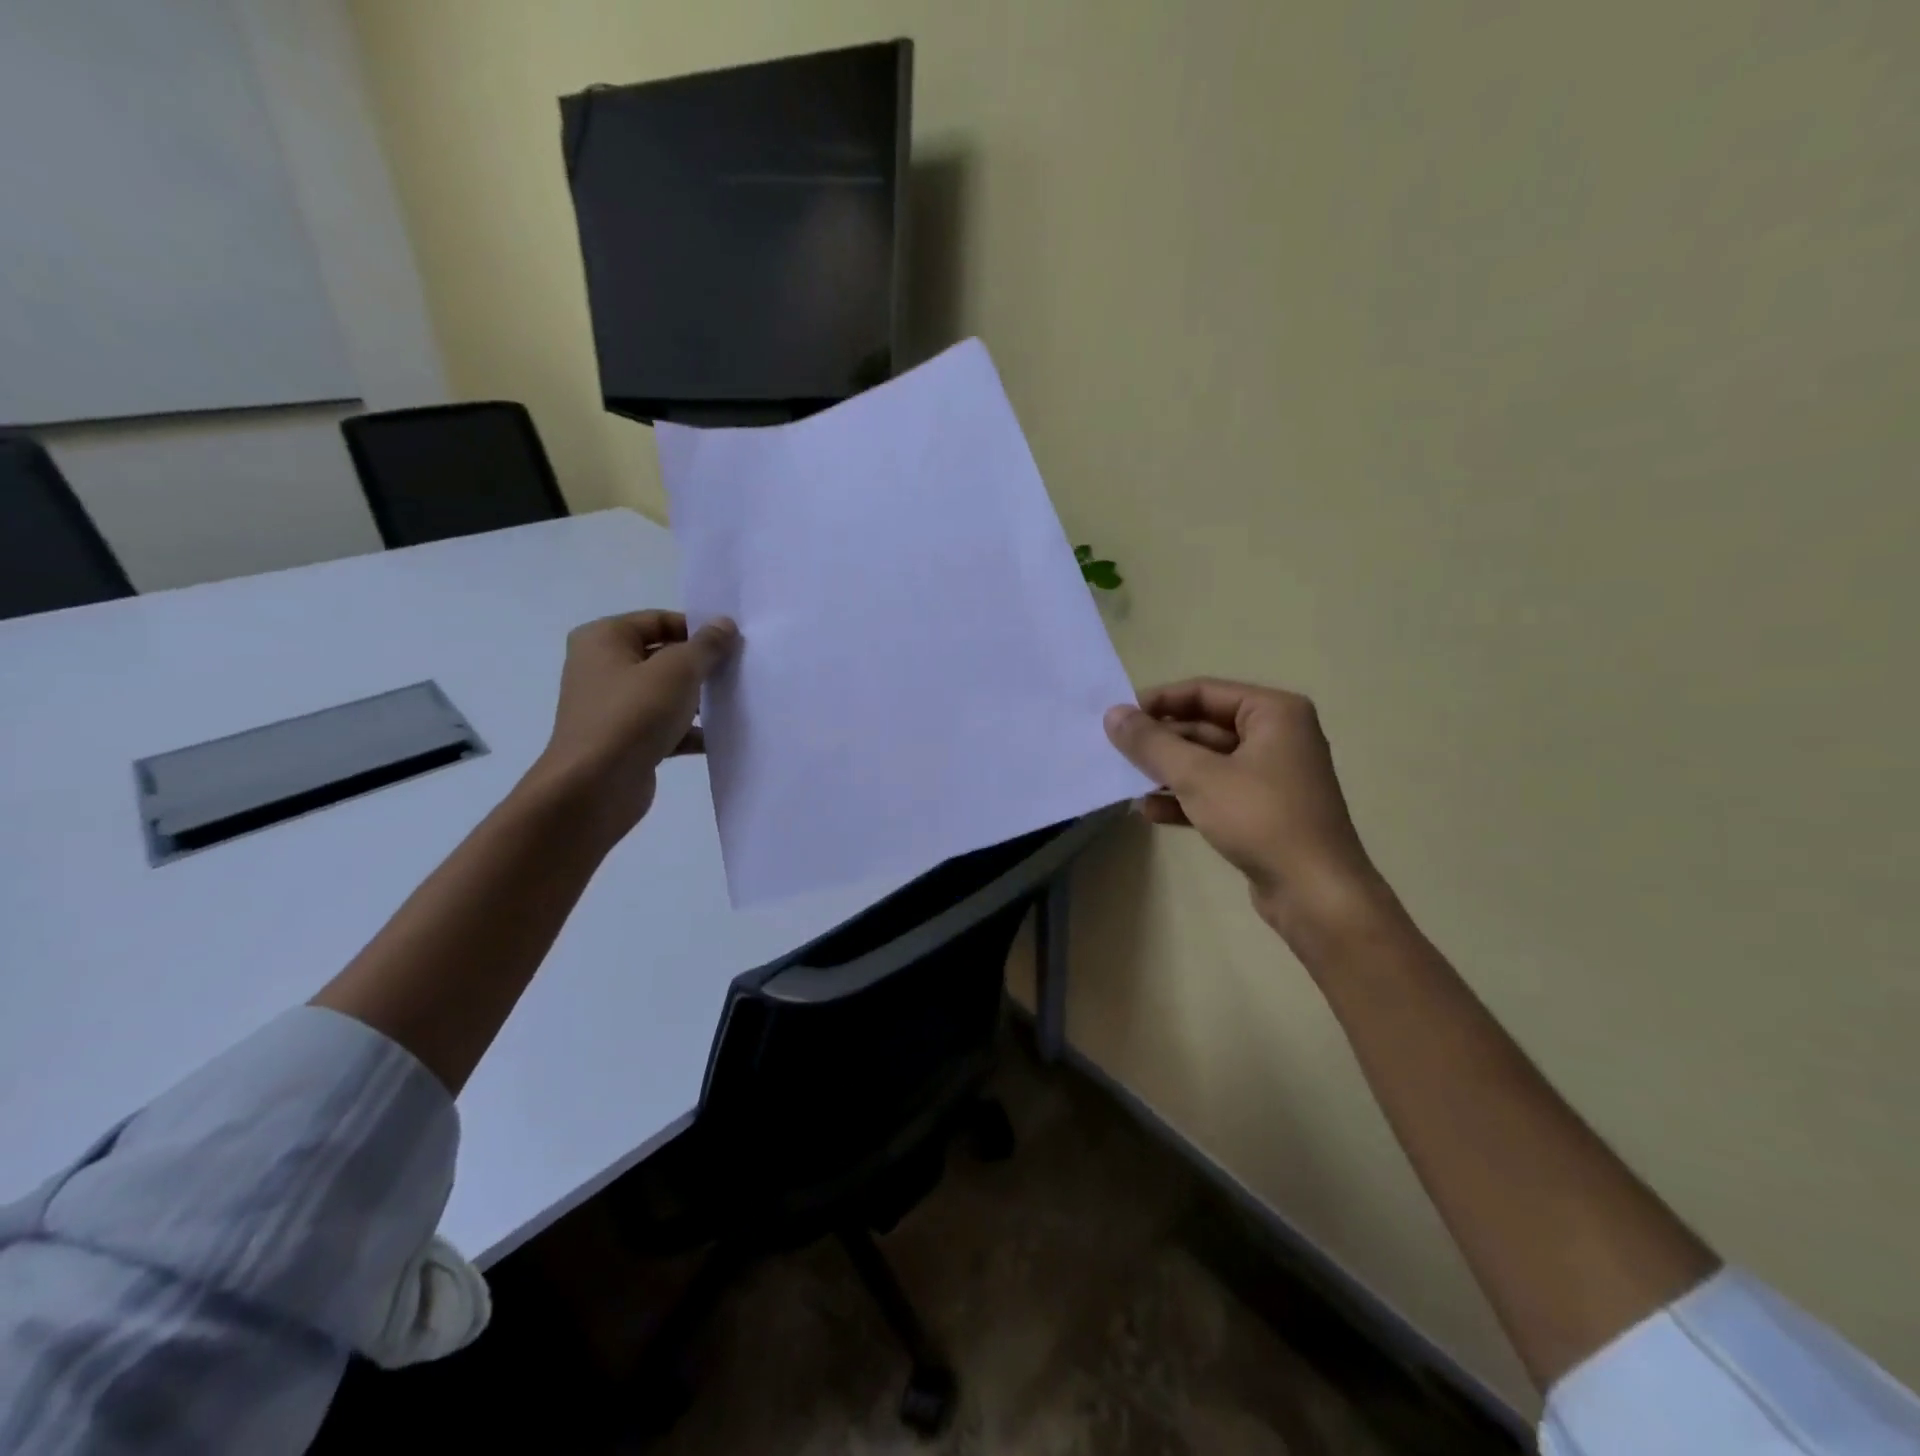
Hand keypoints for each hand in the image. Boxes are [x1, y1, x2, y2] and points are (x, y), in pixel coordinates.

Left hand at [529, 610, 739, 842]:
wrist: (595, 787)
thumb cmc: (632, 715)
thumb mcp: (677, 671)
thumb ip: (705, 646)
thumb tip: (724, 623)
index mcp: (604, 639)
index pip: (658, 620)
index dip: (697, 628)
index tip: (734, 644)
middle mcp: (603, 667)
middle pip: (663, 656)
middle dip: (701, 665)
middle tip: (739, 672)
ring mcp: (613, 706)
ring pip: (666, 693)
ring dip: (699, 699)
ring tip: (736, 703)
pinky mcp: (625, 739)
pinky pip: (665, 726)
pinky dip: (689, 730)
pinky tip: (720, 737)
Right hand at [1104, 679, 1396, 948]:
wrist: (1315, 894)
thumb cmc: (1260, 819)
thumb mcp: (1198, 776)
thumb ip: (1151, 743)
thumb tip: (1113, 714)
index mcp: (1273, 713)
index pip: (1203, 692)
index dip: (1157, 702)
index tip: (1117, 718)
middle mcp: (1277, 736)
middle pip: (1204, 726)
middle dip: (1160, 742)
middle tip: (1115, 752)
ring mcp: (1272, 776)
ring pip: (1207, 762)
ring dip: (1168, 772)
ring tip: (1126, 782)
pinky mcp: (1264, 811)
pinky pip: (1217, 792)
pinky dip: (1185, 798)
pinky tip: (1150, 811)